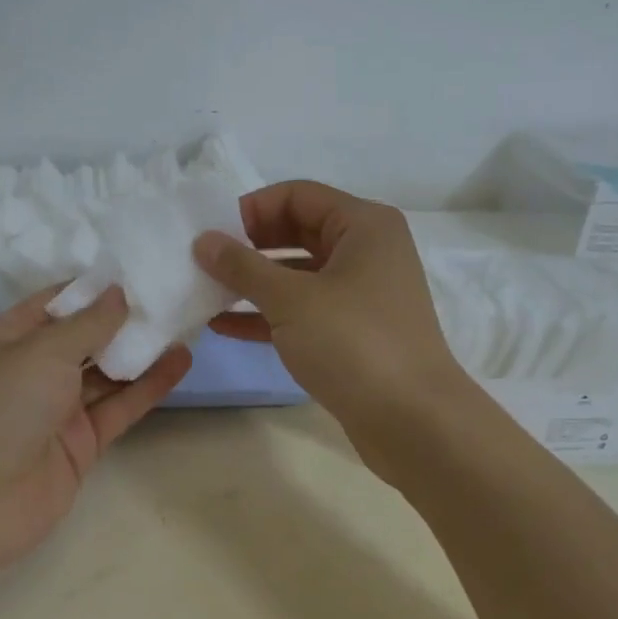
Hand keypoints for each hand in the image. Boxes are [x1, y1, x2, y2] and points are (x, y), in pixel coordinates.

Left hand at [0, 285, 192, 588]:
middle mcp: (34, 368)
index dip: (98, 286)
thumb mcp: (42, 350)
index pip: (60, 301)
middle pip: (88, 336)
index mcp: (11, 336)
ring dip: (143, 350)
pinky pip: (119, 406)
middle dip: (126, 318)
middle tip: (174, 293)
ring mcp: (59, 408)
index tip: (141, 269)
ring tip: (186, 323)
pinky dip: (148, 386)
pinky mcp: (82, 442)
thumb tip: (119, 291)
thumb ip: (88, 322)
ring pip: (108, 371)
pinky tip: (181, 362)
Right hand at [193, 180, 468, 438]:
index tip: (212, 234)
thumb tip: (203, 241)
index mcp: (363, 225)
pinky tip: (224, 325)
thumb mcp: (290, 299)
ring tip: (205, 292)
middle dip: (249, 246)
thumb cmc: (354, 343)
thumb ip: (242, 266)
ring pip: (297, 274)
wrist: (415, 422)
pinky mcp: (353, 331)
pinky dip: (267, 314)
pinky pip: (303, 310)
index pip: (296, 195)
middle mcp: (366, 251)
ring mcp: (361, 293)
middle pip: (297, 231)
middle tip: (205, 262)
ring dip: (253, 282)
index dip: (251, 209)